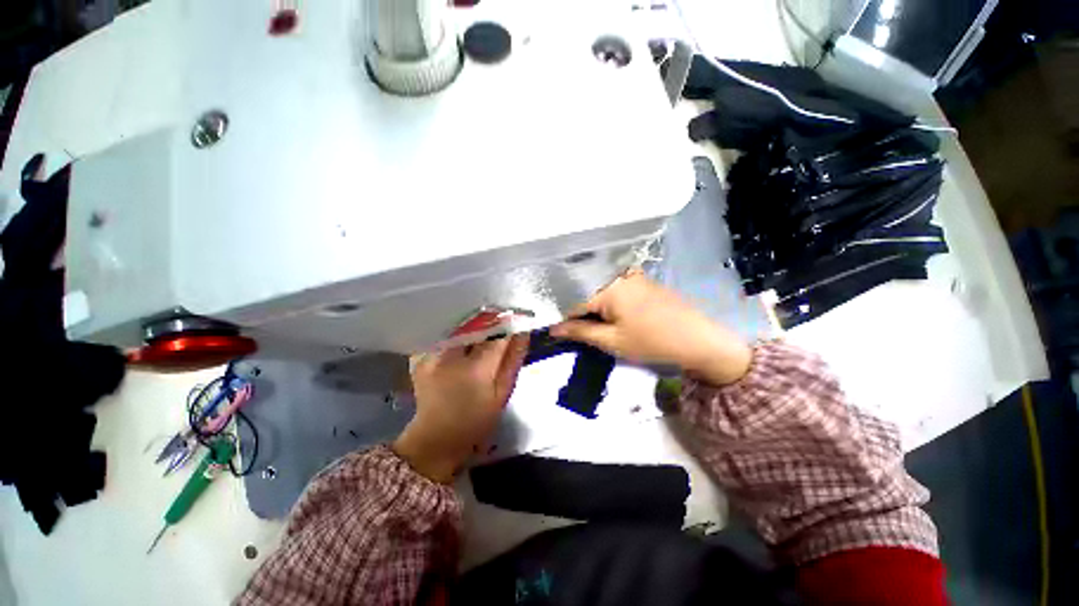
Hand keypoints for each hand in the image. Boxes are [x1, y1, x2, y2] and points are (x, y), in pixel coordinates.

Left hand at [393, 334, 528, 482]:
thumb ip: (514, 360)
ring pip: (459, 326)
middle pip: (476, 324)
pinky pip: (445, 335)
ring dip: (474, 325)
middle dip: (491, 320)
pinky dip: (458, 334)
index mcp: (476, 369)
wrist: (436, 438)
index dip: (509, 322)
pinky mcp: (421, 357)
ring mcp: (432, 355)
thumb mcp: (503, 393)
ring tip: (485, 331)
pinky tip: (465, 343)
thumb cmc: (476, 420)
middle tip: (503, 321)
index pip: (497, 333)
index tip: (518, 317)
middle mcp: (451, 356)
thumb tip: (523, 332)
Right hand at [550, 272, 751, 385]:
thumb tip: (554, 329)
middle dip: (578, 312)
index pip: (572, 301)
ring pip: (598, 289)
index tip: (559, 333)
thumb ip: (580, 331)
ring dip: (591, 306)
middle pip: (584, 292)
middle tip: (577, 331)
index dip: (564, 319)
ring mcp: (629, 274)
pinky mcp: (640, 279)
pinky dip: (605, 301)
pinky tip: (610, 315)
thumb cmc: (652, 341)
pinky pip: (612, 287)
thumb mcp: (611, 340)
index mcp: (606, 286)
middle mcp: (616, 274)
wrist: (698, 338)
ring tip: (594, 324)